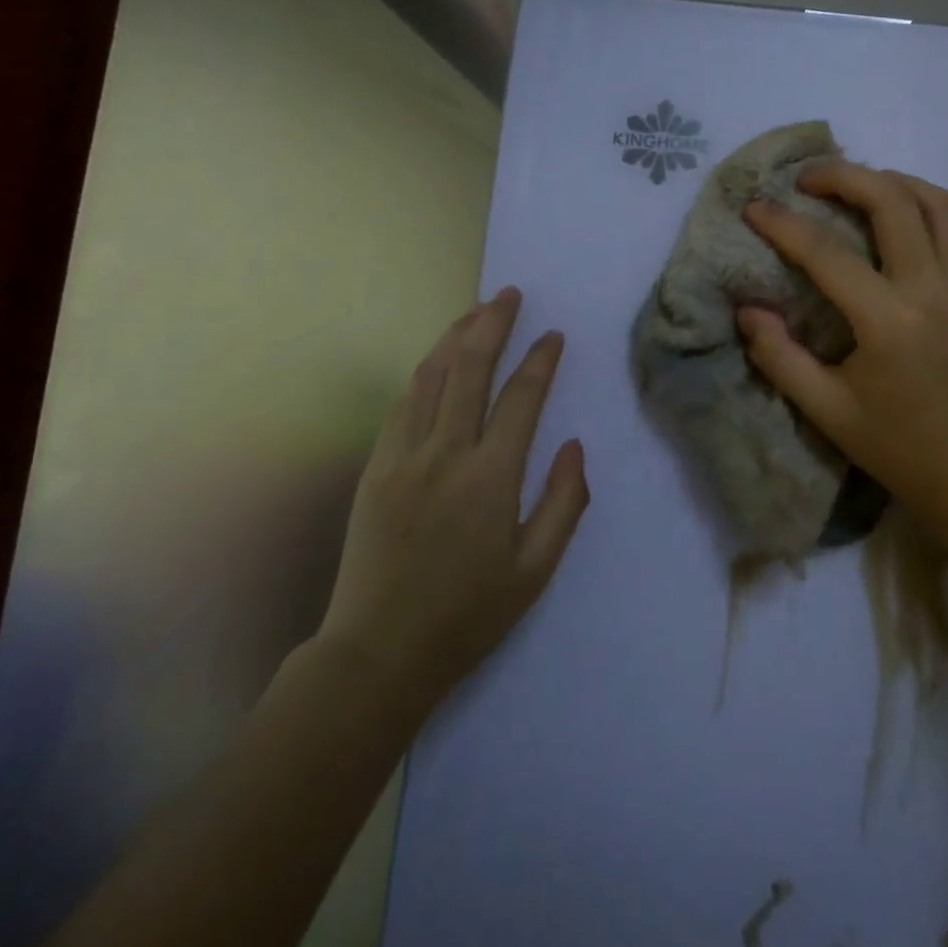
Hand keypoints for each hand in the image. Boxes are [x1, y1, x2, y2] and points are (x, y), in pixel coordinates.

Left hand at [317, 288, 589, 701]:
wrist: (379, 652)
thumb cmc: (468, 615)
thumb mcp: (535, 570)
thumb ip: (563, 502)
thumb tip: (572, 445)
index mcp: (491, 477)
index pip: (521, 397)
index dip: (540, 360)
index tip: (552, 335)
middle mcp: (446, 453)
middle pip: (470, 368)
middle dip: (493, 324)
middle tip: (509, 294)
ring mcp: (403, 456)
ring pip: (431, 376)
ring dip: (455, 337)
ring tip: (475, 311)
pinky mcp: (375, 466)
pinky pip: (402, 404)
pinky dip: (424, 373)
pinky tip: (436, 360)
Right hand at [737, 160, 947, 551]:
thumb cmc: (899, 447)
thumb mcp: (826, 411)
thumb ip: (780, 357)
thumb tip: (748, 310)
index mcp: (889, 322)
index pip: (826, 253)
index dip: (783, 224)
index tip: (753, 207)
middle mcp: (934, 289)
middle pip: (892, 200)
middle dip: (844, 176)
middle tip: (807, 178)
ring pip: (940, 202)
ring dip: (894, 182)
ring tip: (857, 187)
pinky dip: (941, 211)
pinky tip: (912, 221)